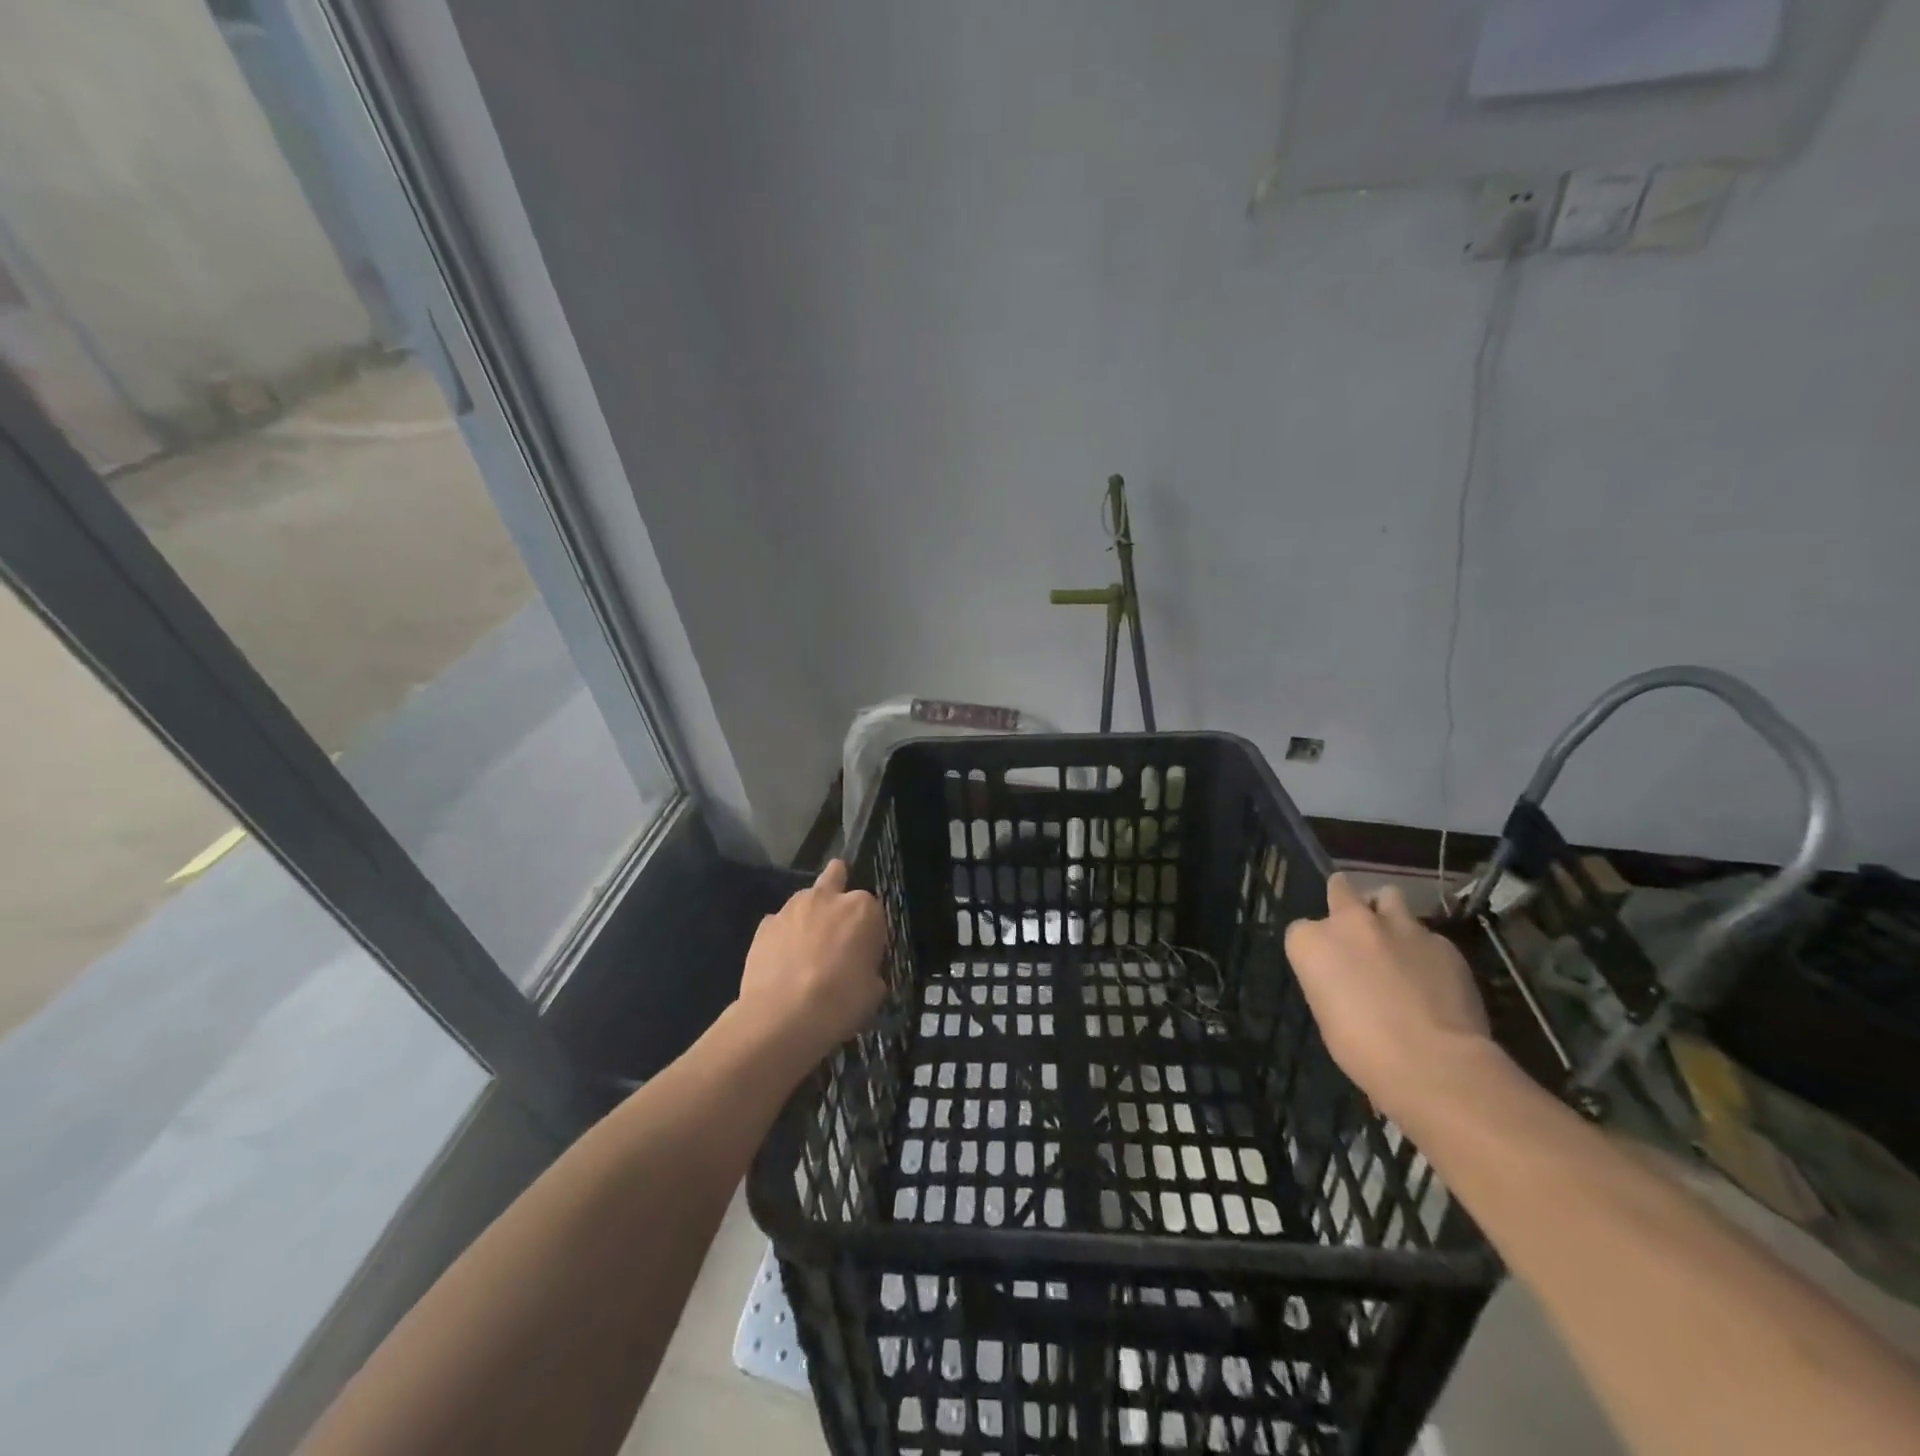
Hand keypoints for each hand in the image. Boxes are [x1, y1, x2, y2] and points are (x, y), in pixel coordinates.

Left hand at [733, 860, 886, 1074]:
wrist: (781, 1019)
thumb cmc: (839, 1004)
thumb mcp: (873, 991)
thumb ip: (870, 969)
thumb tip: (861, 969)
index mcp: (862, 909)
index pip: (874, 910)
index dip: (870, 932)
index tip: (866, 954)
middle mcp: (827, 898)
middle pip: (836, 876)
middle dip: (839, 889)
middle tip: (838, 923)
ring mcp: (791, 908)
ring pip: (806, 898)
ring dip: (810, 914)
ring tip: (807, 948)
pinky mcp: (764, 925)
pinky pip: (779, 922)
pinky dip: (783, 934)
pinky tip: (783, 960)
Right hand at [1284, 873, 1495, 1123]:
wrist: (1433, 1061)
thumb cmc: (1362, 1048)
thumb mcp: (1326, 1014)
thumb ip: (1332, 980)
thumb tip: (1348, 980)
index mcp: (1312, 942)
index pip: (1301, 929)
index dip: (1315, 948)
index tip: (1326, 967)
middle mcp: (1350, 922)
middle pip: (1340, 889)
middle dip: (1344, 900)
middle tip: (1355, 926)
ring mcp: (1399, 926)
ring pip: (1389, 896)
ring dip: (1386, 912)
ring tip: (1395, 938)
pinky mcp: (1441, 942)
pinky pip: (1427, 936)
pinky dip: (1424, 949)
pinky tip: (1433, 976)